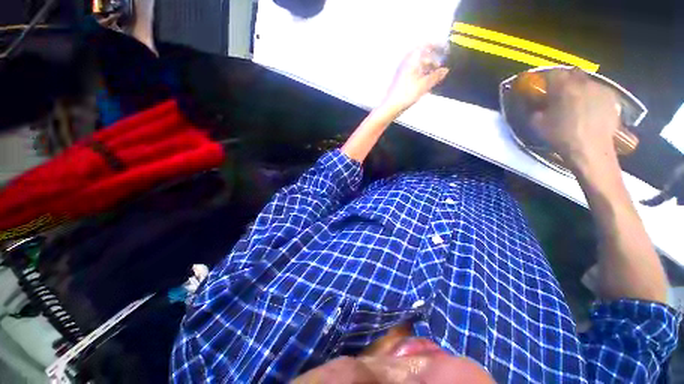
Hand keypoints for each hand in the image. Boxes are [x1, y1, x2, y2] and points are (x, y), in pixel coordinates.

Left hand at [380, 44, 449, 112]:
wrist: (392, 106)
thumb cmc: (405, 94)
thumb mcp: (425, 84)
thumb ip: (436, 76)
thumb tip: (445, 71)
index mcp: (412, 60)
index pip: (426, 45)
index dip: (436, 45)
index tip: (444, 48)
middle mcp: (407, 63)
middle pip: (422, 55)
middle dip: (433, 58)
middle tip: (441, 64)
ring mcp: (403, 71)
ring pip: (418, 64)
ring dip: (428, 67)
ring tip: (435, 74)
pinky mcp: (402, 80)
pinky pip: (414, 72)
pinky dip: (422, 74)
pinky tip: (426, 82)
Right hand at [530, 69, 621, 170]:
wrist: (591, 149)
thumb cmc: (561, 136)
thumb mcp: (538, 125)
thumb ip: (535, 109)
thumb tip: (535, 104)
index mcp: (563, 87)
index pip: (552, 73)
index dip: (546, 78)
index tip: (542, 86)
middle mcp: (583, 83)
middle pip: (572, 73)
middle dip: (564, 80)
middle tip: (559, 93)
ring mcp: (600, 89)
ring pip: (586, 81)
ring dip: (579, 88)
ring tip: (576, 102)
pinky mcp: (612, 98)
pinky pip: (599, 90)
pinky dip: (592, 95)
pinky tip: (589, 108)